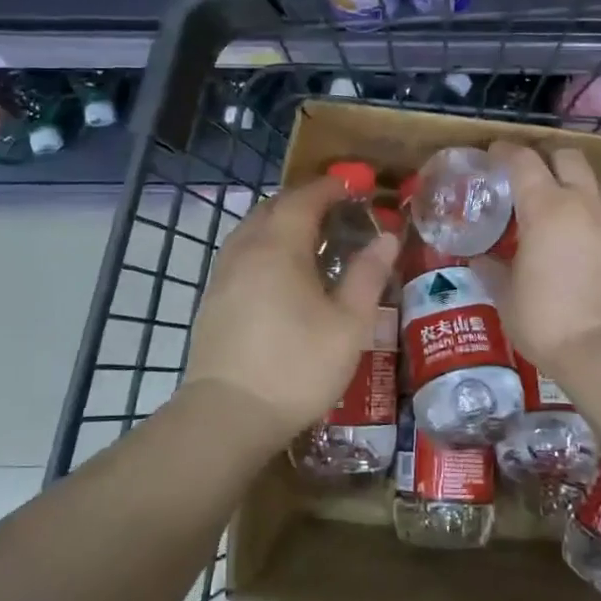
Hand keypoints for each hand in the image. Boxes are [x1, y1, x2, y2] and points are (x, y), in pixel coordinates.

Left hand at [183, 175, 399, 443]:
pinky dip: (265, 245)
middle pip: (273, 207)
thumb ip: (368, 275)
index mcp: (279, 246)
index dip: (331, 186)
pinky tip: (281, 272)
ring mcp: (223, 274)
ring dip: (281, 221)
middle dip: (305, 200)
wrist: (228, 416)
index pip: (304, 198)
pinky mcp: (213, 298)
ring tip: (311, 238)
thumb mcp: (348, 324)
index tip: (355, 184)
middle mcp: (246, 249)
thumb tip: (387, 237)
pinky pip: (242, 252)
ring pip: (252, 228)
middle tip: (336, 209)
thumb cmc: (297, 366)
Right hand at [490, 141, 600, 369]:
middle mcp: (584, 201)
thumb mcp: (507, 298)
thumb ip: (492, 270)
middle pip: (569, 156)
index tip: (495, 154)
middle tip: (537, 179)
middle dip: (550, 160)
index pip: (523, 161)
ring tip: (577, 207)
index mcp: (544, 208)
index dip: (506, 151)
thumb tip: (478, 260)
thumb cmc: (547, 323)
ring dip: (586, 187)